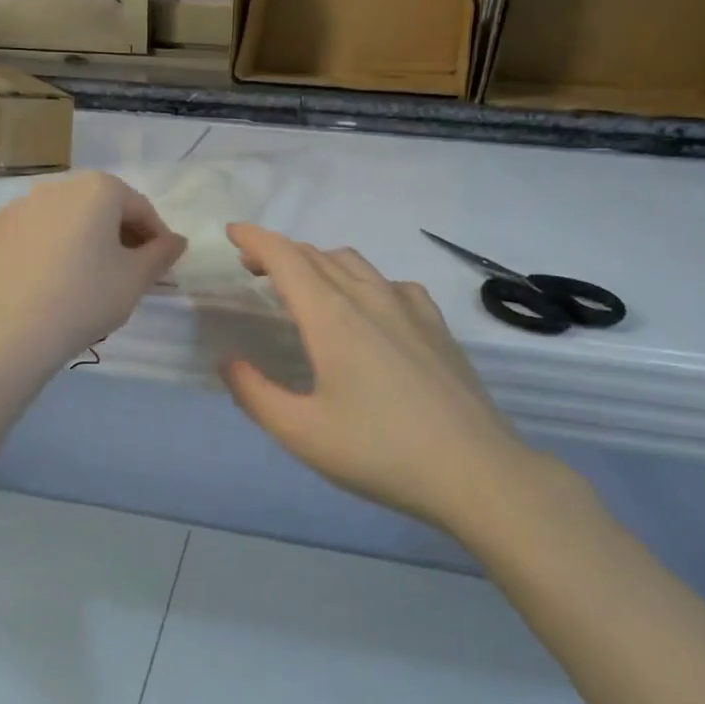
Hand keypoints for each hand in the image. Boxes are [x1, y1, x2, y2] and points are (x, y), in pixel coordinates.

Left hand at [0, 171, 186, 374]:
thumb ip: (161, 254)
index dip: (155, 237)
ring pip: (63, 219)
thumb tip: (176, 240)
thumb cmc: (85, 298)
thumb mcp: (135, 279)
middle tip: (125, 272)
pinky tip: (46, 282)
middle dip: (117, 234)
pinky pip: (30, 235)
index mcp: (97, 189)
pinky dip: (45, 249)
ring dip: (80, 240)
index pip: (139, 208)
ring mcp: (17, 206)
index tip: (160, 265)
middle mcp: (56, 186)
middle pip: (99, 208)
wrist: (9, 332)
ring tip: (84, 278)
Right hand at [220, 224, 540, 527]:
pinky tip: (368, 306)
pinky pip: (391, 283)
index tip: (232, 231)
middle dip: (279, 252)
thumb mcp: (302, 433)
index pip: (286, 259)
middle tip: (253, 268)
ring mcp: (409, 308)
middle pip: (317, 256)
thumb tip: (229, 362)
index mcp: (331, 318)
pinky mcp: (436, 325)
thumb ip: (255, 394)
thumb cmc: (380, 452)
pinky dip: (363, 280)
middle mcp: (369, 299)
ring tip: (304, 284)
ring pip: (355, 264)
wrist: (476, 471)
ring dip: (319, 262)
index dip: (255, 239)